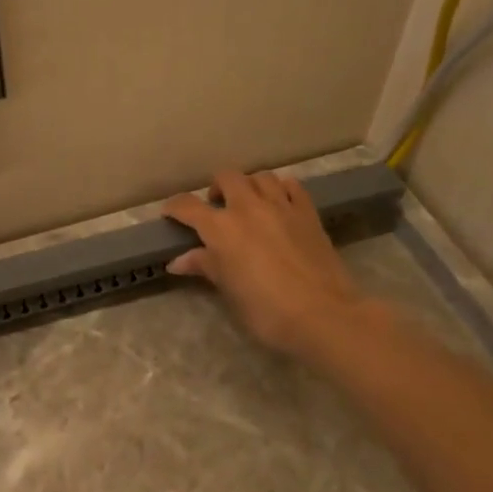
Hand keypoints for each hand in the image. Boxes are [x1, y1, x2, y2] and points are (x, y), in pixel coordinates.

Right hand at [163, 170, 366, 358]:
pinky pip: (291, 186)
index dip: (174, 207)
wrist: (323, 314)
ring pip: (260, 177)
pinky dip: (280, 189)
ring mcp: (281, 206)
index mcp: (221, 228)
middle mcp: (248, 207)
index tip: (169, 214)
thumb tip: (178, 261)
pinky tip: (279, 204)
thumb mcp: (229, 291)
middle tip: (216, 209)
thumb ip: (205, 267)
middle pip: (226, 178)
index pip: (188, 206)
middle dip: (216, 188)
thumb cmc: (267, 310)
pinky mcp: (308, 212)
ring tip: (248, 204)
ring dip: (249, 186)